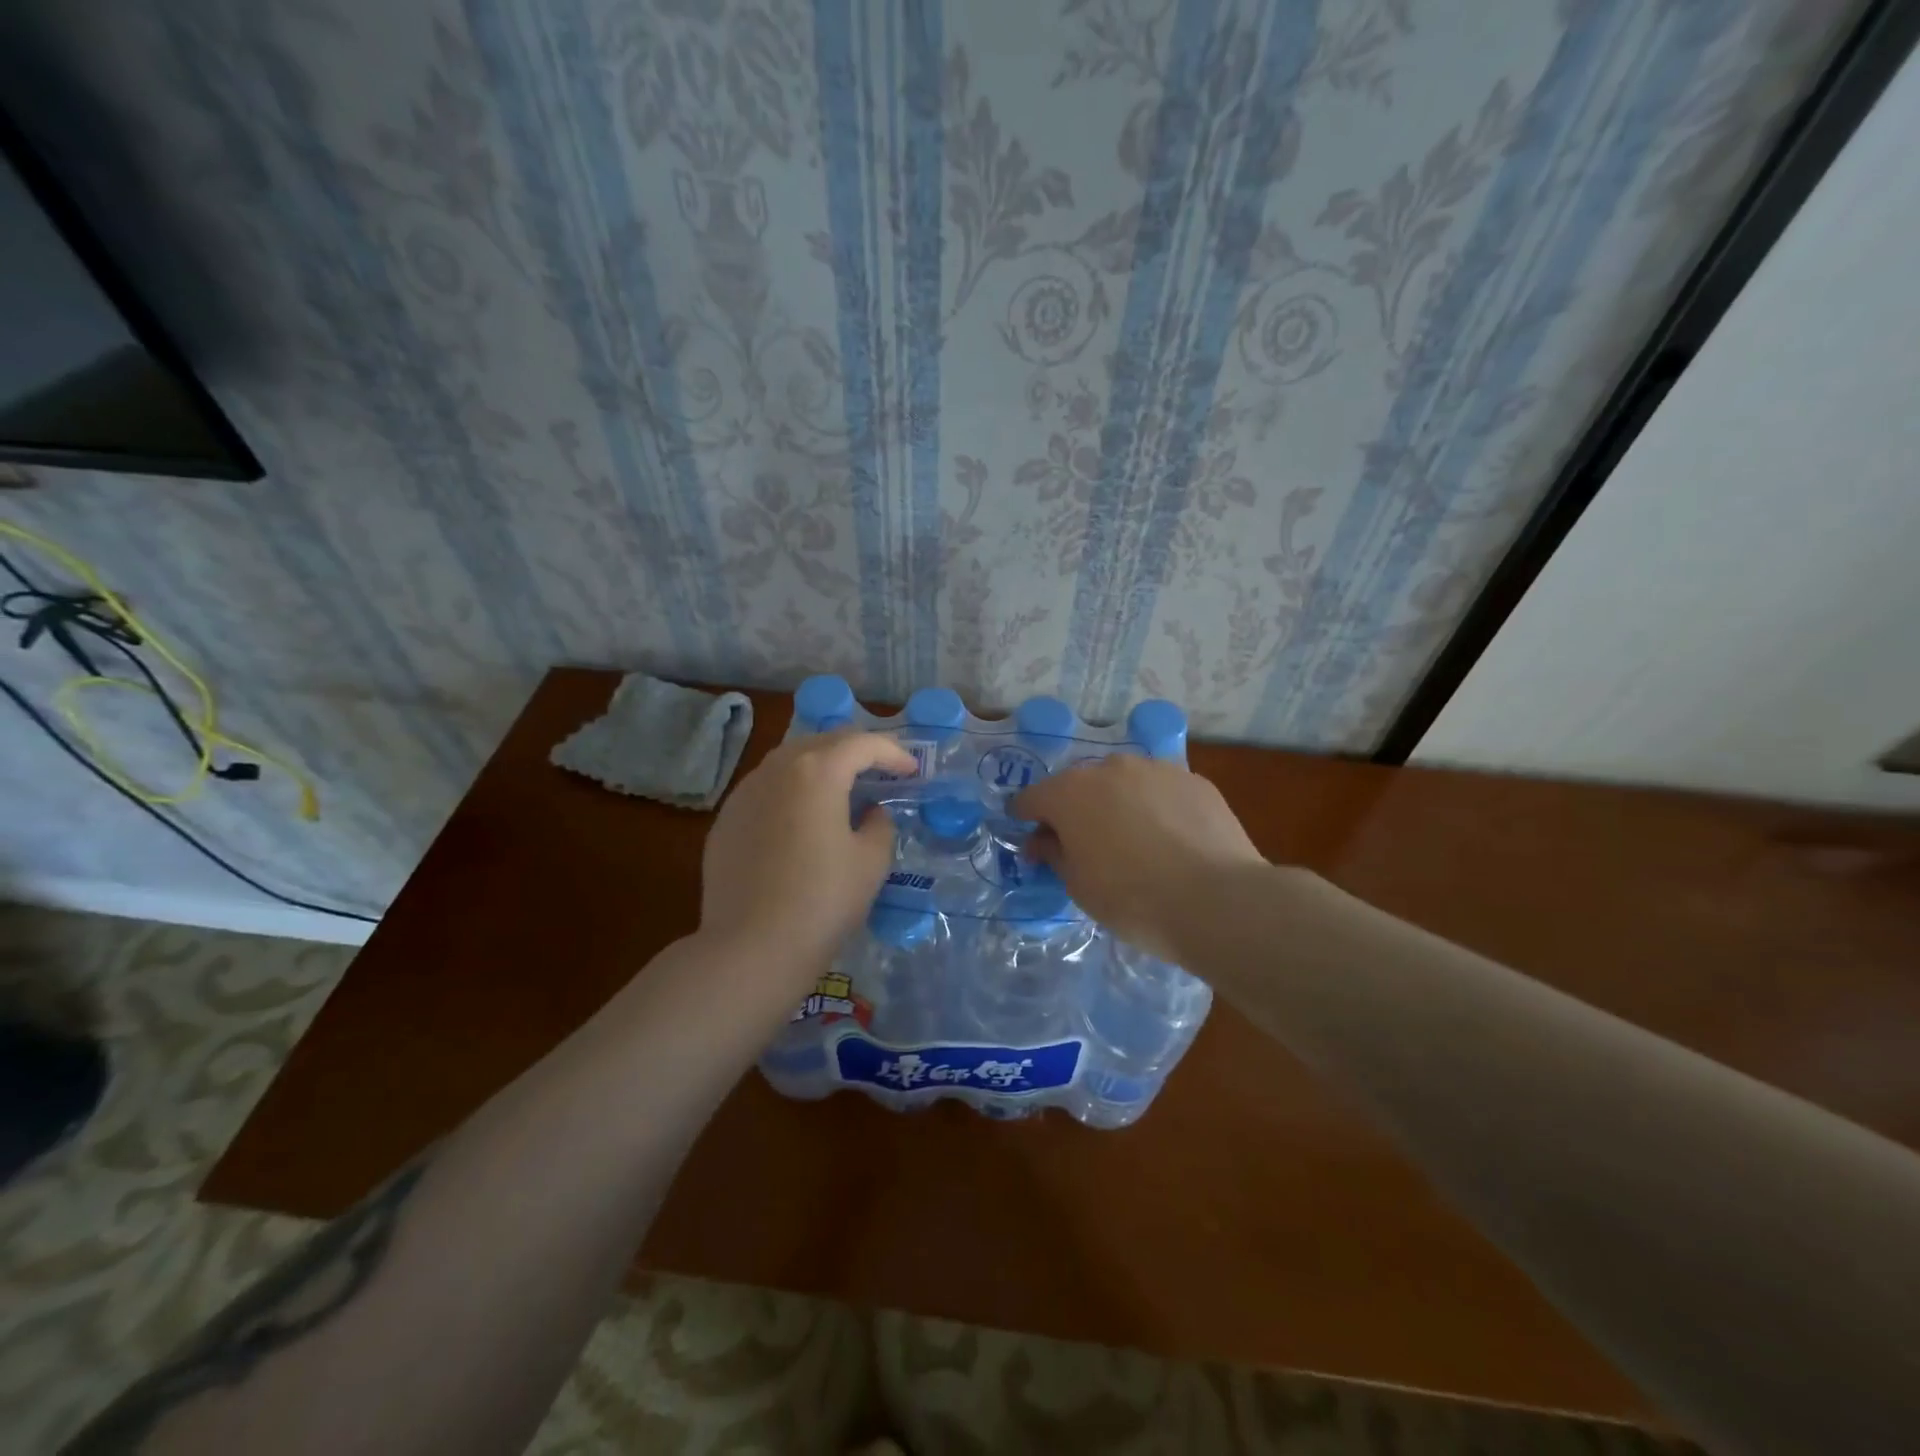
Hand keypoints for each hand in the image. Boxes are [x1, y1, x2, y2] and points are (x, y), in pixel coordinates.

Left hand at [700, 730, 914, 979]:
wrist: (751, 948)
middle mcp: (775, 770)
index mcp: (817, 771)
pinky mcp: (725, 821)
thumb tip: (869, 813)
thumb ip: (879, 825)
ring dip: (819, 767)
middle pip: (821, 743)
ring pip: (787, 763)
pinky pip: (765, 790)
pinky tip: (800, 819)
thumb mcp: (871, 862)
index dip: (893, 753)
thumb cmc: (823, 900)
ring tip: (841, 789)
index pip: (862, 745)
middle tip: (879, 770)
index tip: (911, 770)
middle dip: (855, 751)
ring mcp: (743, 794)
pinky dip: (791, 791)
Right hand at [1013, 754, 1266, 960]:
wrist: (1218, 901)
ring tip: (1133, 841)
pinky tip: (1171, 839)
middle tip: (1084, 845)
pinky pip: (1161, 791)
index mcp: (1069, 793)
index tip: (1030, 839)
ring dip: (1117, 804)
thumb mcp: (1078, 886)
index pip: (1031, 798)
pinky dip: (1156, 808)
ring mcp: (1155, 769)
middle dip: (1075, 810)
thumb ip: (1053, 854)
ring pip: (1123, 783)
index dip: (1025, 818)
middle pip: (1078, 786)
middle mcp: (1109, 768)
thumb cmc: (1133, 899)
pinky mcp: (1194, 780)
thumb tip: (1042, 840)